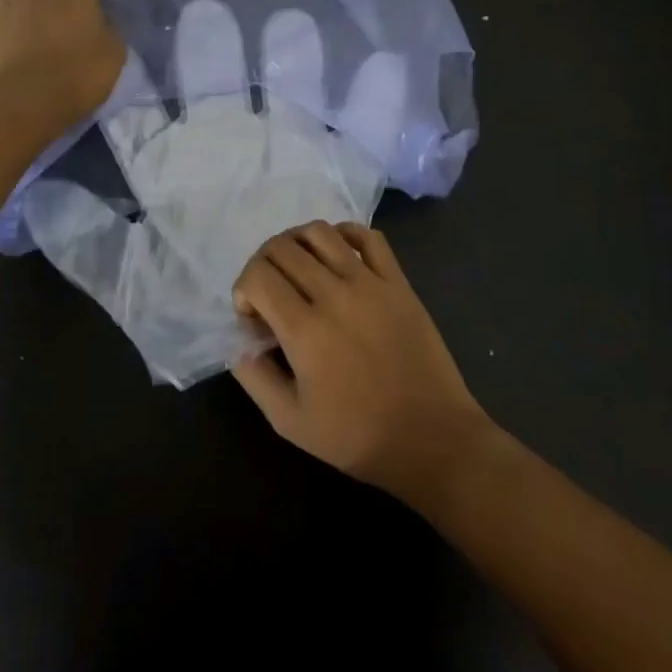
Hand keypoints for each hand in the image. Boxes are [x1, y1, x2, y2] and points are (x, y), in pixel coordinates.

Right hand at [230, 221, 494, 503]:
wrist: (432, 438)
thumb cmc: (357, 436)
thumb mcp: (289, 421)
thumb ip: (254, 377)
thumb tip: (240, 342)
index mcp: (304, 329)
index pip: (258, 275)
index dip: (243, 289)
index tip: (253, 316)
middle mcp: (334, 295)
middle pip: (282, 248)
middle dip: (263, 264)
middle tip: (269, 293)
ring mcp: (370, 283)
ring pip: (320, 232)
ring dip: (296, 242)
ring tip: (298, 268)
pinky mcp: (398, 283)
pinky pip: (368, 237)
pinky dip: (344, 233)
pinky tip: (336, 254)